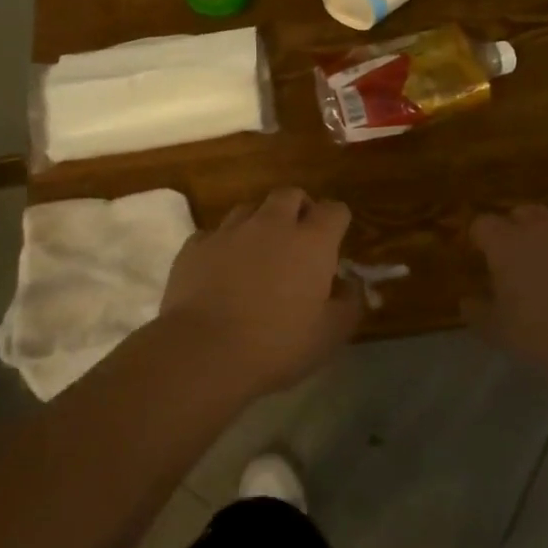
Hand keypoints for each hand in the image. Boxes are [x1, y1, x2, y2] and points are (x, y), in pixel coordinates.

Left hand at [160, 187, 360, 395]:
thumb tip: (352, 282)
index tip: (334, 245)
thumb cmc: (277, 345)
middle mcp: (272, 223)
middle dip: (298, 209)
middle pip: (290, 195)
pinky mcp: (195, 246)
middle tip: (298, 241)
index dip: (337, 222)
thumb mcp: (331, 334)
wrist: (203, 353)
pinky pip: (214, 233)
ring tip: (258, 254)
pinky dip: (223, 245)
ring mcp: (230, 231)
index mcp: (312, 241)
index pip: (335, 209)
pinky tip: (221, 270)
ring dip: (259, 223)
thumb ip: (351, 302)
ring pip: (250, 208)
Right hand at [467, 205, 547, 369]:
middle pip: (524, 215)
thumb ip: (479, 312)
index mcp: (508, 242)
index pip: (483, 225)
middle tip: (522, 265)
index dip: (481, 239)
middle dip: (519, 233)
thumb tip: (467, 301)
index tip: (483, 258)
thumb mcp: (501, 331)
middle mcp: (545, 226)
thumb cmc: (546, 333)